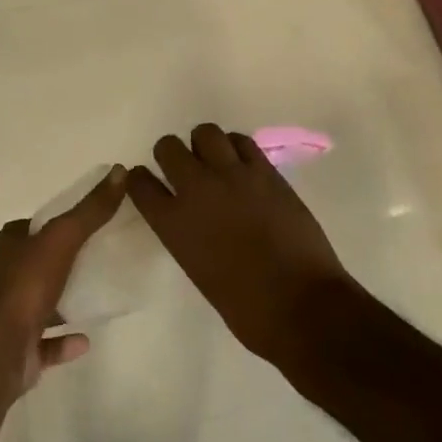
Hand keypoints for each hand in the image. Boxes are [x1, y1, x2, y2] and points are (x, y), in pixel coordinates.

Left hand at [0, 166, 126, 393]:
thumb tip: (119, 170)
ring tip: (96, 296)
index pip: (33, 227)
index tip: (87, 224)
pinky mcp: (18, 350)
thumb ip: (90, 210)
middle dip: (62, 261)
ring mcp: (10, 316)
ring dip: (63, 301)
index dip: (57, 224)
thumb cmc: (25, 286)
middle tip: (99, 257)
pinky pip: (46, 343)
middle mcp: (6, 277)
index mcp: (9, 246)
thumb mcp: (62, 238)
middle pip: (38, 263)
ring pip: (40, 302)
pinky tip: (86, 340)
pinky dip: (64, 341)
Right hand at [128, 125, 351, 364]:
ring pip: (205, 132)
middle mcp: (197, 190)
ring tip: (215, 161)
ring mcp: (232, 175)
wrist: (302, 306)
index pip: (140, 183)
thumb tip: (193, 220)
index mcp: (174, 224)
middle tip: (184, 169)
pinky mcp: (265, 171)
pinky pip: (241, 141)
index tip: (148, 183)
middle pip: (167, 147)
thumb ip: (187, 235)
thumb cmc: (247, 309)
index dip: (141, 180)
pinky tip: (242, 164)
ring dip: (204, 145)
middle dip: (171, 155)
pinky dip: (236, 147)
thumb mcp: (199, 271)